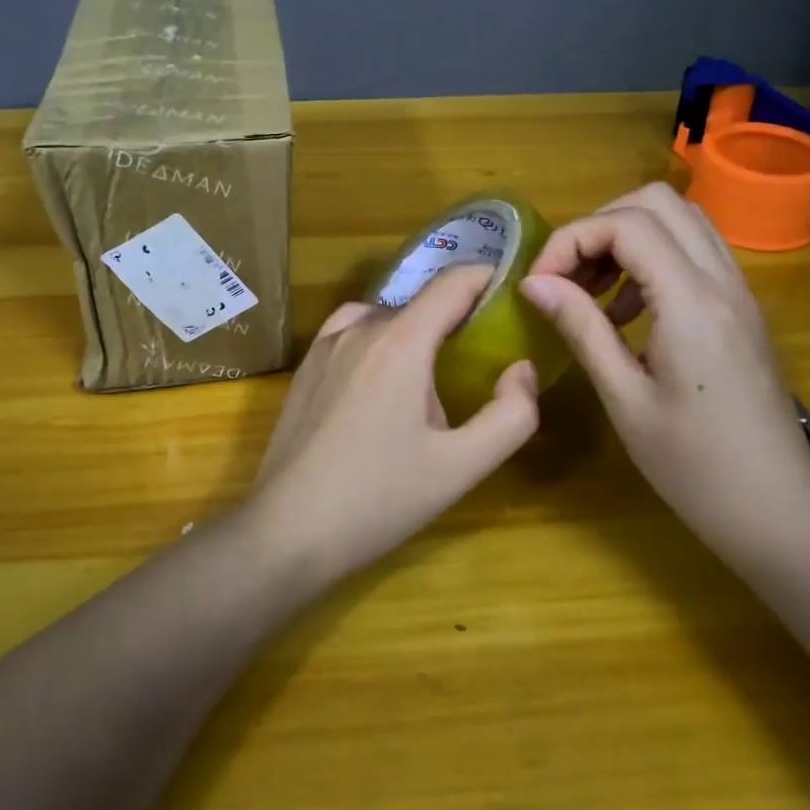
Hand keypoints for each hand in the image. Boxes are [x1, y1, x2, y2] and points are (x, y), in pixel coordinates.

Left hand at [246, 263, 540, 580]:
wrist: (288, 529)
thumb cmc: (379, 499)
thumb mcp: (460, 467)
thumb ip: (509, 416)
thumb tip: (521, 369)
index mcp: (401, 343)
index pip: (452, 283)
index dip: (488, 279)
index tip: (513, 295)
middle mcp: (359, 329)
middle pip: (420, 303)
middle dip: (456, 317)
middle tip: (482, 353)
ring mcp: (324, 345)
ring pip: (384, 317)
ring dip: (415, 330)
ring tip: (433, 369)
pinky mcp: (304, 367)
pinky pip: (351, 332)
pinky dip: (378, 339)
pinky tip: (381, 379)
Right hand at [519, 183, 809, 557]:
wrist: (779, 515)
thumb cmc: (694, 468)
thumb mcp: (624, 400)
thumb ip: (581, 328)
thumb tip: (534, 282)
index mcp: (692, 302)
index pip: (626, 224)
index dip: (572, 239)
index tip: (539, 283)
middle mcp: (722, 281)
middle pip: (657, 202)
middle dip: (599, 225)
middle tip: (567, 276)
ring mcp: (739, 292)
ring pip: (681, 220)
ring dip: (627, 238)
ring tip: (591, 291)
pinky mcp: (743, 310)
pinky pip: (695, 253)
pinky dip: (652, 259)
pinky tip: (627, 313)